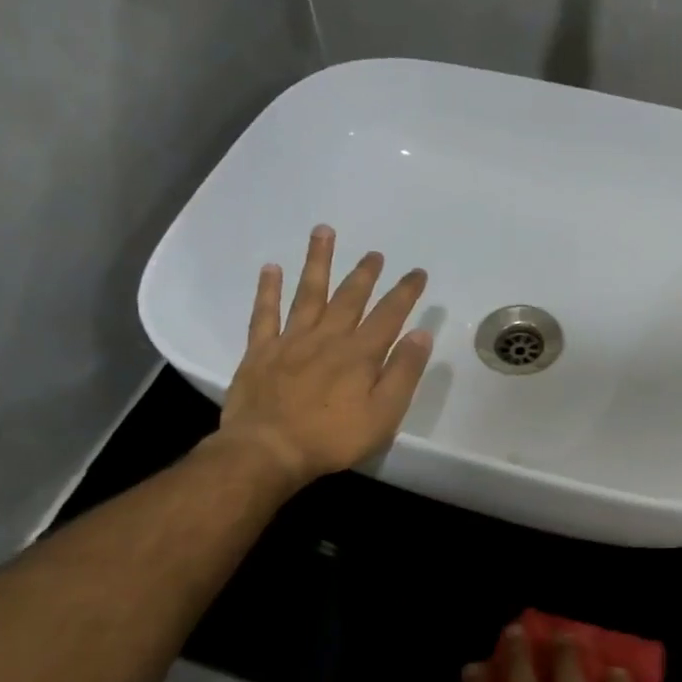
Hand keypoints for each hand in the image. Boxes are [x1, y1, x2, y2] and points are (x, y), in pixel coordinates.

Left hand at [216, 225, 431, 483]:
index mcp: (359, 354)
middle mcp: (327, 337)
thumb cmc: (333, 438)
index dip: (405, 292)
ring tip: (324, 232)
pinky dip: (268, 290)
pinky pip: (264, 313)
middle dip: (365, 273)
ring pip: (308, 293)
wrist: (269, 449)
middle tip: (375, 253)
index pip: (389, 315)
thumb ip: (403, 373)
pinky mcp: (261, 352)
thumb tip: (421, 334)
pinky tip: (272, 268)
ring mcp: (290, 341)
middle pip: (349, 297)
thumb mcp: (383, 414)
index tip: (417, 272)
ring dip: (318, 262)